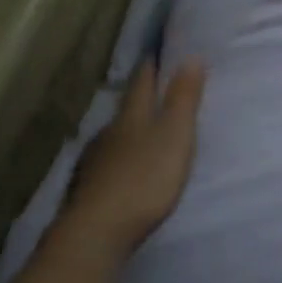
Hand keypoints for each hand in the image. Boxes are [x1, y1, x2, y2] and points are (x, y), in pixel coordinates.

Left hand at [57, 60, 207, 255]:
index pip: (142, 83)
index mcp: (132, 116)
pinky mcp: (90, 187)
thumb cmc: (145, 179)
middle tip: (154, 88)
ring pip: (115, 135)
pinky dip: (119, 158)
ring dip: (128, 129)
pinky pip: (108, 162)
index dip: (151, 67)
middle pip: (126, 108)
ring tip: (143, 130)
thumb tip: (190, 57)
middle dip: (139, 97)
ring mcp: (96, 161)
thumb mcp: (175, 136)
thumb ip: (183, 99)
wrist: (99, 230)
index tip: (157, 52)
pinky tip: (123, 166)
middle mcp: (109, 132)